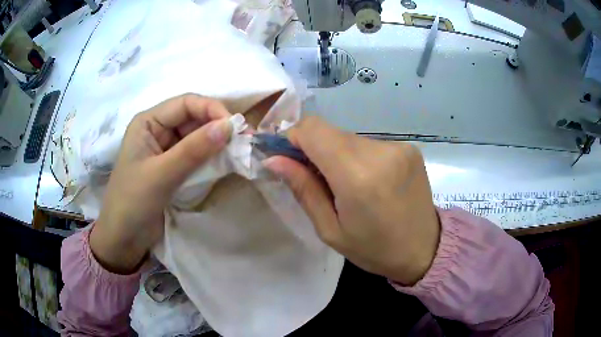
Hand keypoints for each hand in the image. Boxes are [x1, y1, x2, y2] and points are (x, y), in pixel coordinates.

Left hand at [90, 94, 231, 273]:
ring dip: (216, 143)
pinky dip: (211, 158)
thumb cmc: (132, 202)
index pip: (185, 103)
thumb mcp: (161, 175)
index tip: (235, 127)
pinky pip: (196, 155)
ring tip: (237, 153)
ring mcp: (166, 150)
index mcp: (148, 122)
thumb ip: (193, 150)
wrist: (123, 239)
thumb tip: (229, 126)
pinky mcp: (173, 167)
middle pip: (193, 118)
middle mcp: (157, 130)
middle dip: (217, 127)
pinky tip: (224, 163)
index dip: (212, 109)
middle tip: (242, 142)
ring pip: (197, 136)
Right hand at [264, 117, 439, 284]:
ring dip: (337, 154)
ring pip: (349, 137)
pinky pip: (369, 144)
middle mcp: (380, 152)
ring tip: (346, 185)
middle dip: (314, 149)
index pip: (313, 129)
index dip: (294, 137)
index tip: (288, 158)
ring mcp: (398, 147)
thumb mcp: (330, 230)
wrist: (425, 249)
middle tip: (315, 178)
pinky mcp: (408, 148)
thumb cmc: (374, 249)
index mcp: (357, 176)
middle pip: (330, 131)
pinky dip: (358, 157)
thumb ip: (303, 189)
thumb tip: (274, 159)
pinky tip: (368, 181)